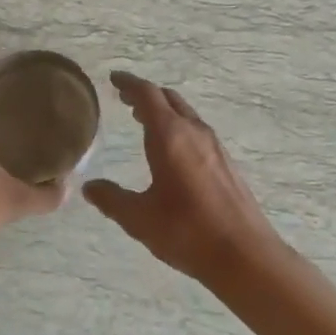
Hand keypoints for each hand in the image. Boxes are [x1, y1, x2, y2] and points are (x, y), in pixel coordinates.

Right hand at [83, 73, 281, 285]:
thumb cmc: (187, 231)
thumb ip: (112, 199)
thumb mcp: (139, 218)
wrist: (245, 255)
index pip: (147, 95)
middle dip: (146, 95)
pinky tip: (172, 149)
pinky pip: (196, 131)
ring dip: (163, 111)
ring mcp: (214, 146)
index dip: (129, 84)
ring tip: (143, 120)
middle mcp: (194, 132)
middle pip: (168, 99)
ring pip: (185, 114)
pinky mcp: (226, 163)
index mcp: (170, 136)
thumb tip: (90, 187)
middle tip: (125, 98)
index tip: (114, 79)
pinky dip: (178, 127)